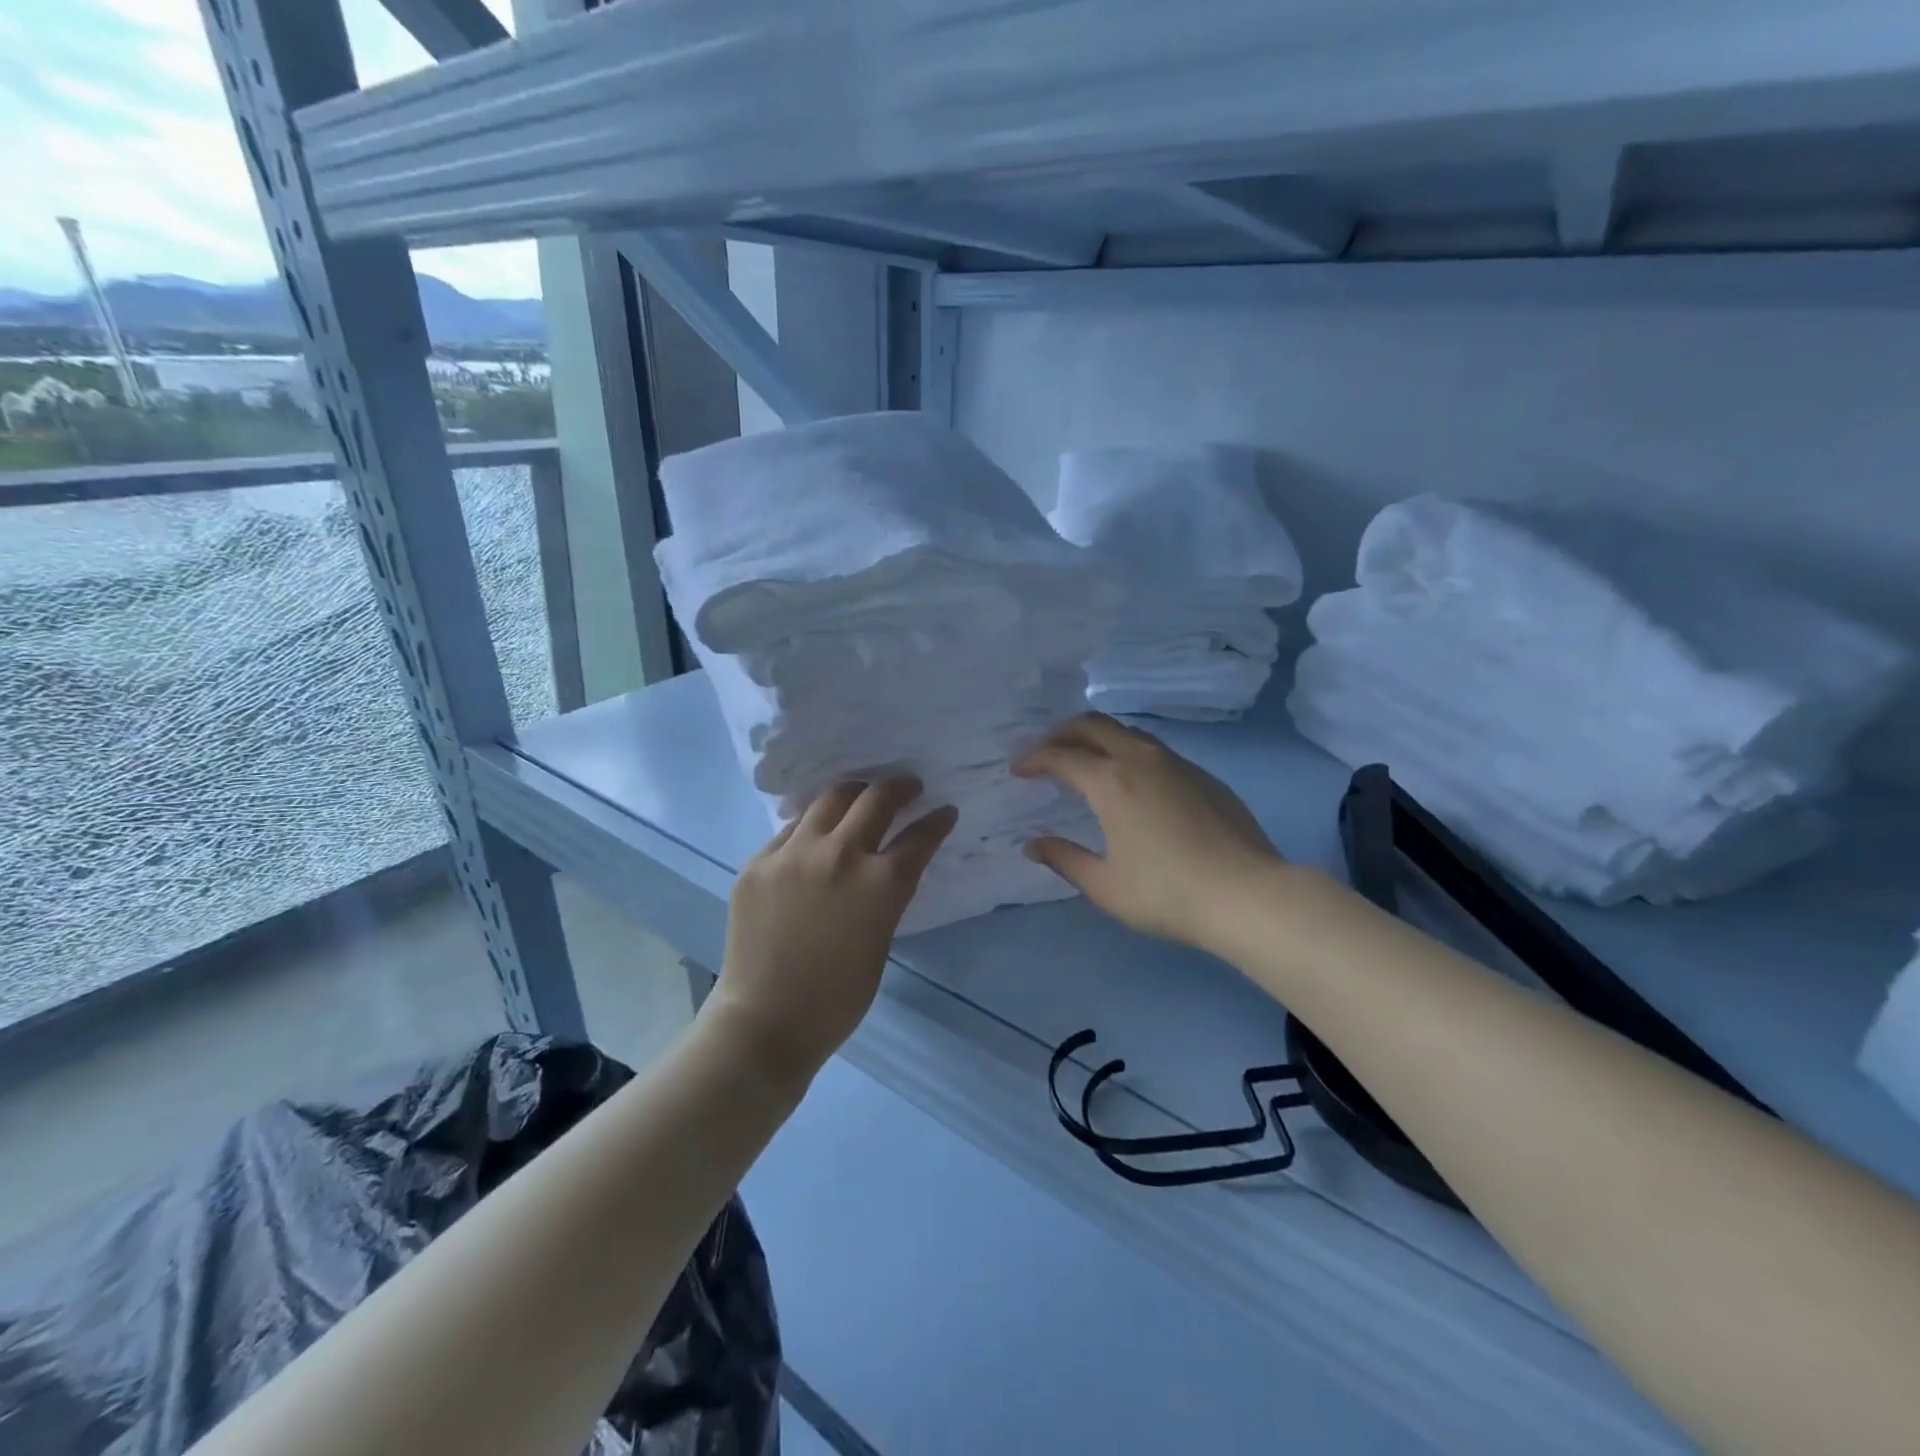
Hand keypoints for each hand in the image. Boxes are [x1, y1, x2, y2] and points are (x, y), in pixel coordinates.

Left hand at [708, 778, 957, 1081]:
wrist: (766, 1021)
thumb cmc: (837, 997)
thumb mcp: (880, 940)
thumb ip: (885, 895)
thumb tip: (885, 866)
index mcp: (880, 883)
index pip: (920, 836)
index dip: (938, 821)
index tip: (944, 811)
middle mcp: (840, 854)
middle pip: (876, 798)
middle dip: (900, 787)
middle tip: (907, 787)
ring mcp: (794, 853)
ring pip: (830, 799)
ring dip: (854, 794)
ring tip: (861, 796)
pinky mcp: (759, 861)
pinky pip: (791, 830)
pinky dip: (812, 826)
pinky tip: (815, 835)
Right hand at [1013, 714, 1283, 950]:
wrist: (1247, 895)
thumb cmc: (1167, 893)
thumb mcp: (1105, 885)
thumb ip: (1064, 859)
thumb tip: (1033, 845)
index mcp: (1111, 782)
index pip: (1061, 756)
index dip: (1034, 758)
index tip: (1018, 769)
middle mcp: (1141, 760)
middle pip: (1094, 725)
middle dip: (1062, 732)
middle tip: (1046, 750)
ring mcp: (1177, 764)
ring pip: (1128, 732)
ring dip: (1098, 737)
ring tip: (1085, 758)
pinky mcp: (1204, 776)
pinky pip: (1154, 750)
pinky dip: (1128, 752)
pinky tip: (1132, 780)